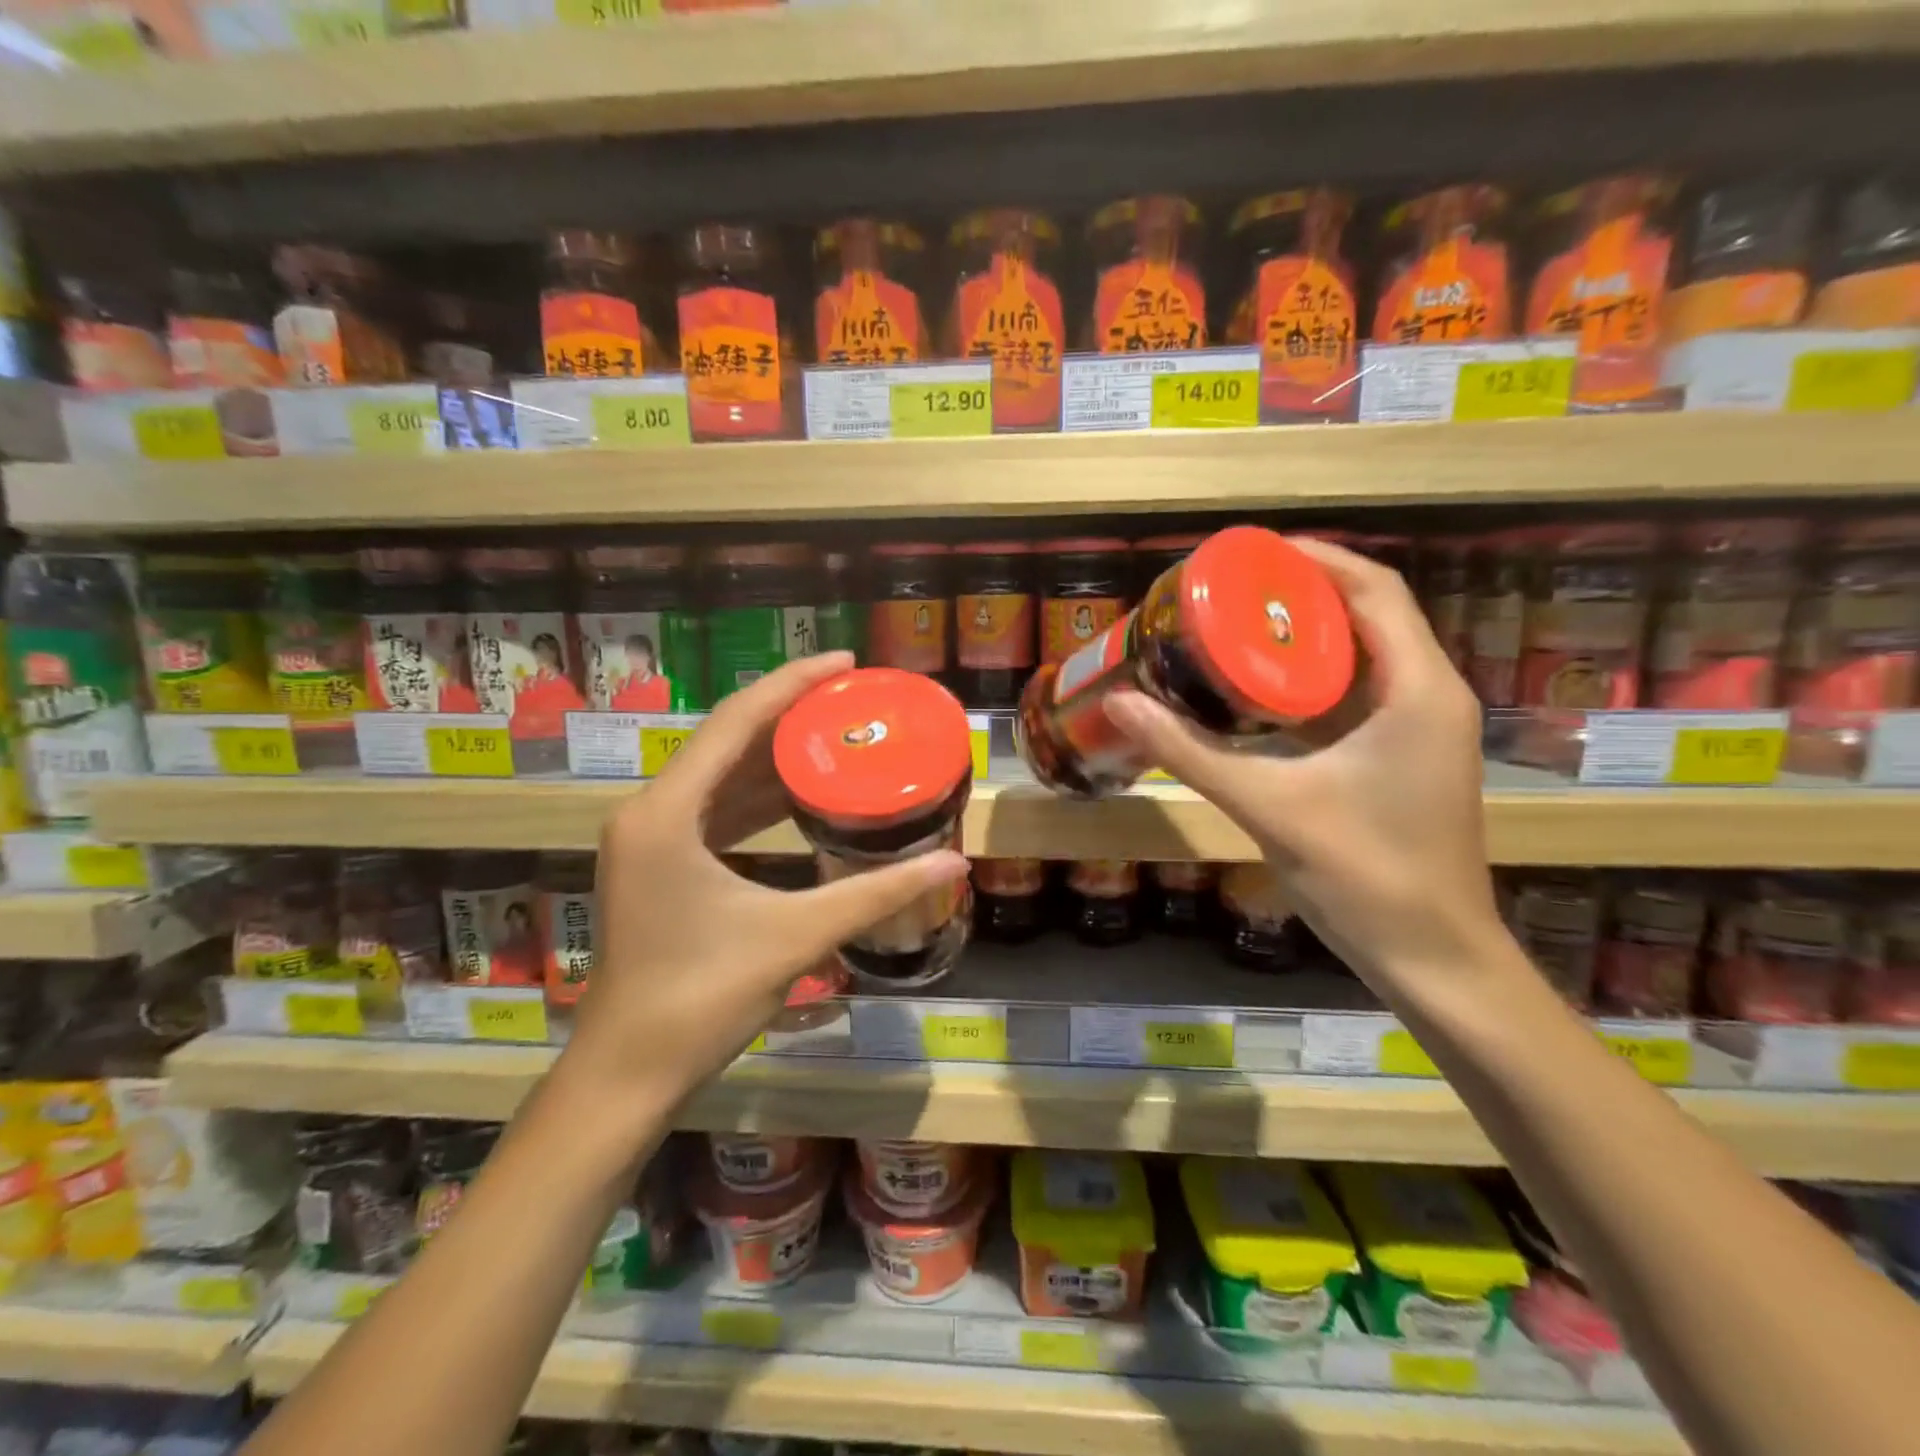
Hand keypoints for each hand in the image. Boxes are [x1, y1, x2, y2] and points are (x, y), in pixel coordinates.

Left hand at [565, 652, 968, 1098]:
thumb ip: (876, 894)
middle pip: (727, 741)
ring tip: (836, 734)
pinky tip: (800, 795)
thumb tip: (953, 865)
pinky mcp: (659, 865)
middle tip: (853, 699)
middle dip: (790, 715)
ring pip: (720, 776)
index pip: (736, 722)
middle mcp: (651, 812)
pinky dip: (757, 797)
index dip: (793, 684)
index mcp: (667, 812)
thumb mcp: (796, 936)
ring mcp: (650, 839)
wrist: (628, 1074)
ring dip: (774, 756)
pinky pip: (714, 810)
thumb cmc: (702, 1000)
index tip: (846, 663)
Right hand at [1103, 539, 1502, 990]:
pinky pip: (1355, 696)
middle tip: (1224, 592)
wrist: (1432, 957)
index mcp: (1417, 690)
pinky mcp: (1402, 758)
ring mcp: (1419, 729)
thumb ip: (1190, 752)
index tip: (1246, 553)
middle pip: (1366, 615)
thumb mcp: (1268, 805)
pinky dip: (1309, 682)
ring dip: (1303, 638)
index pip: (1373, 590)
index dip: (1312, 559)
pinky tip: (1255, 692)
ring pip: (1361, 657)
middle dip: (1297, 595)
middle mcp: (1428, 695)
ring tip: (1232, 628)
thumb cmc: (1364, 875)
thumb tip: (1118, 703)